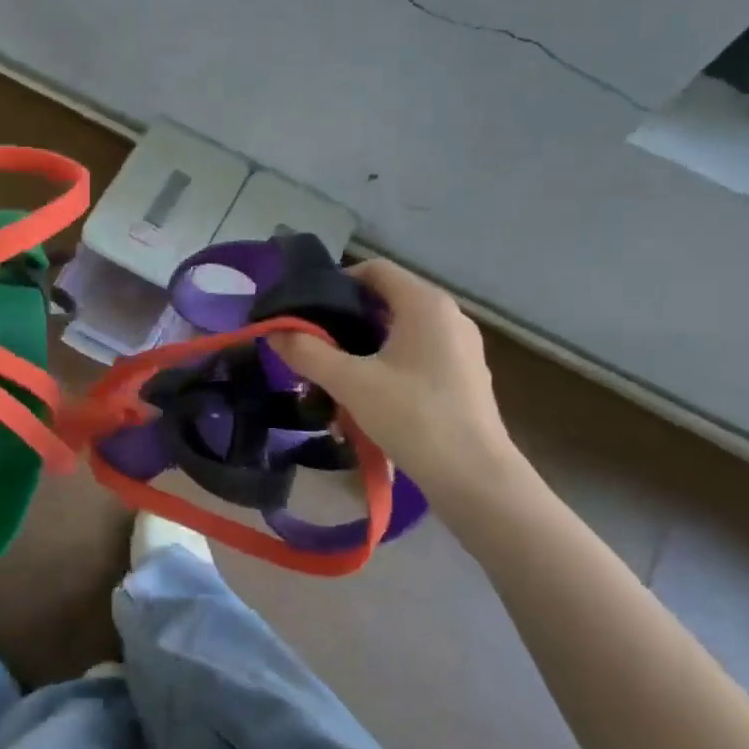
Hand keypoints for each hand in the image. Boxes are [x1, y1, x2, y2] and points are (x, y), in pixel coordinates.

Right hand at [269, 259, 524, 508]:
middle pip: (386, 302)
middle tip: (313, 345)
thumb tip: (273, 331)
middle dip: (346, 321)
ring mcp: (460, 348)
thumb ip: (307, 352)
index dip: (337, 282)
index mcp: (425, 304)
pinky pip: (416, 357)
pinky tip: (367, 399)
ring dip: (364, 348)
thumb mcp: (350, 383)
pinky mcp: (464, 378)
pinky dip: (388, 367)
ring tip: (334, 376)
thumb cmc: (413, 416)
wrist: (475, 479)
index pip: (375, 269)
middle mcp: (448, 316)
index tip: (307, 310)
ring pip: (400, 333)